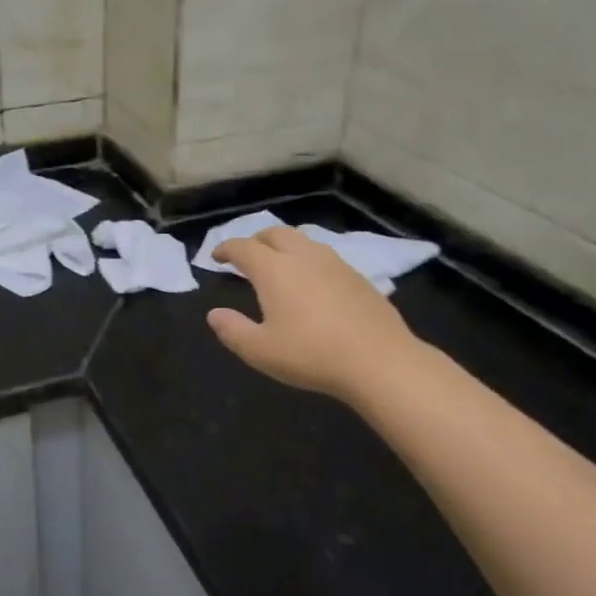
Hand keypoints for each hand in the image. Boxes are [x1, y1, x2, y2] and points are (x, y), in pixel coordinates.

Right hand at [207, 228, 421, 402]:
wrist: (380, 361)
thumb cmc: (312, 355)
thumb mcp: (260, 351)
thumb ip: (232, 330)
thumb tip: (214, 314)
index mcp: (274, 270)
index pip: (243, 248)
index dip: (226, 249)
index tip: (216, 257)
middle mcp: (304, 257)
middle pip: (275, 234)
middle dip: (256, 240)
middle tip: (247, 256)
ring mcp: (335, 264)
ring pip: (304, 241)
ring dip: (285, 247)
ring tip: (279, 266)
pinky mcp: (358, 277)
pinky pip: (325, 257)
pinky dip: (308, 261)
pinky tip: (312, 284)